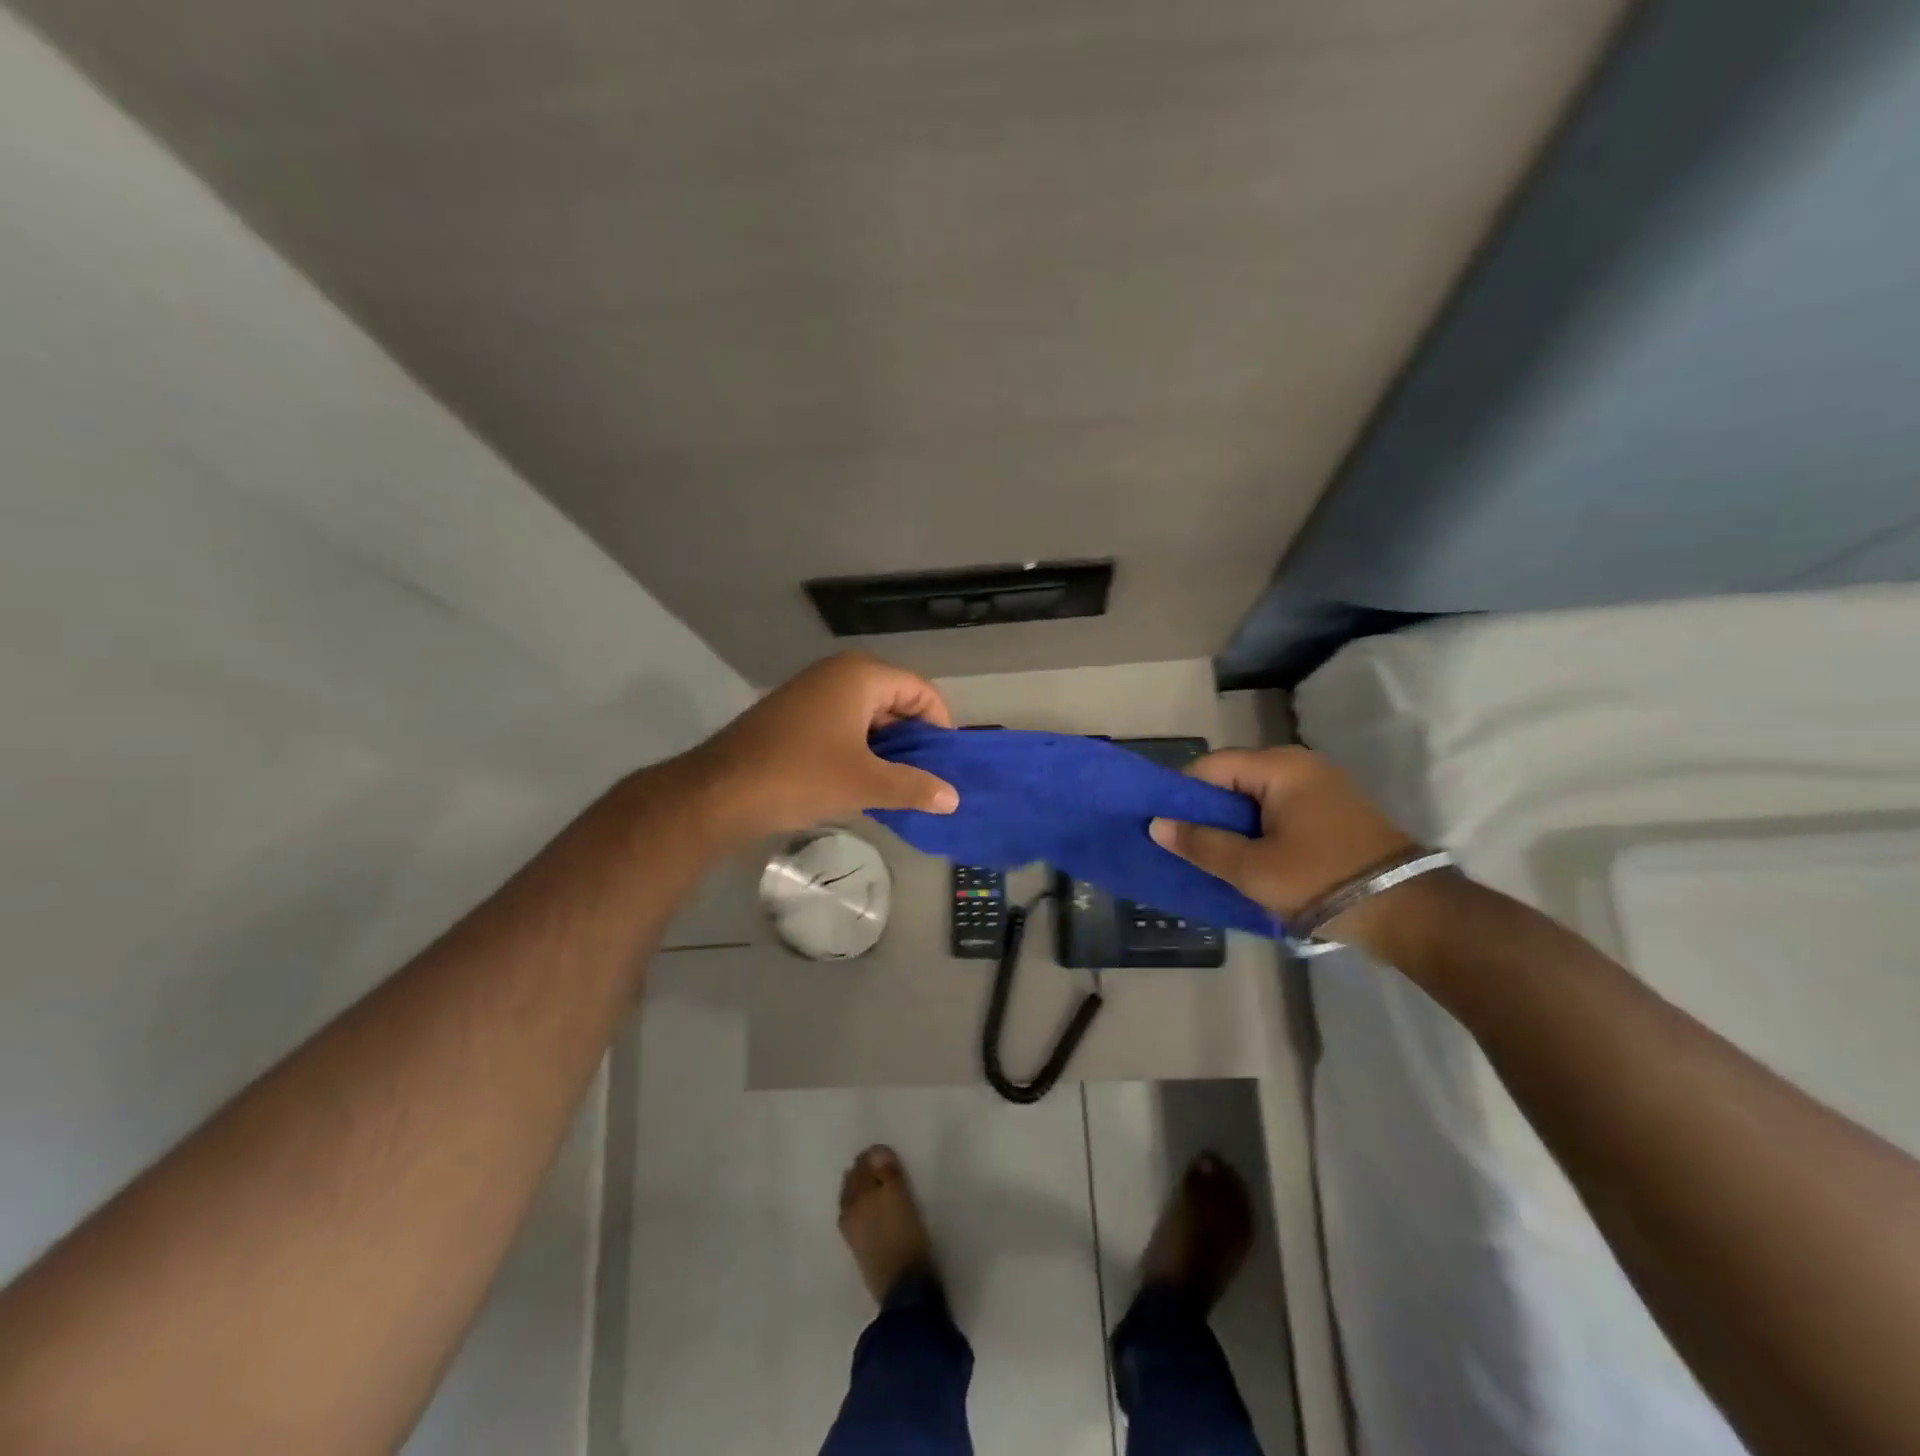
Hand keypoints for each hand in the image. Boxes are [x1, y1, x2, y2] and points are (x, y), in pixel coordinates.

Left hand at [683, 652, 959, 841]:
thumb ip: (914, 787)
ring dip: (885, 748)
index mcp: (860, 675)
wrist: (719, 792)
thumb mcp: (865, 784)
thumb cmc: (800, 776)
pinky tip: (860, 782)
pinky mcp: (793, 715)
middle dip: (912, 740)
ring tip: (896, 786)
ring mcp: (811, 692)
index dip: (938, 727)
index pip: (920, 691)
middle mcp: (837, 673)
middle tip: (924, 779)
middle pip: (895, 700)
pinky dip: (858, 749)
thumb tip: (954, 798)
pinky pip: (842, 724)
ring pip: (867, 715)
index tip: (944, 765)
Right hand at [1149, 747, 1416, 932]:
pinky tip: (1248, 857)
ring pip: (1256, 797)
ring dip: (1233, 824)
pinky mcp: (1333, 811)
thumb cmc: (1319, 879)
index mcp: (1280, 767)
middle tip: (1186, 845)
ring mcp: (1321, 787)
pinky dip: (1259, 829)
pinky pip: (1279, 810)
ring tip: (1213, 855)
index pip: (1211, 766)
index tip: (1167, 827)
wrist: (1407, 911)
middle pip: (1233, 778)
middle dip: (1207, 811)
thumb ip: (1200, 843)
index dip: (1183, 794)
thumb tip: (1157, 825)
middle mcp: (1300, 765)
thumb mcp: (1251, 867)